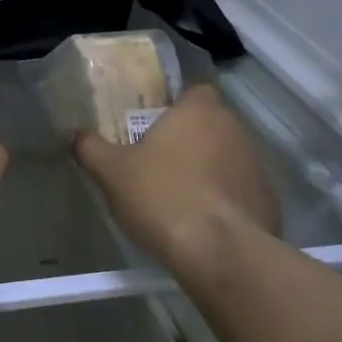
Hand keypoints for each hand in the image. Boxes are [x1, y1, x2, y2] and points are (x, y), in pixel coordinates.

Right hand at [72, 84, 279, 278]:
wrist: (220, 253)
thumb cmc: (163, 197)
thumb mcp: (112, 173)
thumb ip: (90, 148)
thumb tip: (73, 134)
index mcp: (200, 110)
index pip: (194, 89)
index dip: (175, 103)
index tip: (154, 122)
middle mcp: (235, 128)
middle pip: (210, 123)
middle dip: (188, 138)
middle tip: (158, 160)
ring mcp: (257, 165)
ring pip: (226, 157)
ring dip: (207, 169)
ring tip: (179, 196)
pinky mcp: (268, 200)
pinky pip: (240, 191)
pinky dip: (224, 200)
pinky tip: (203, 222)